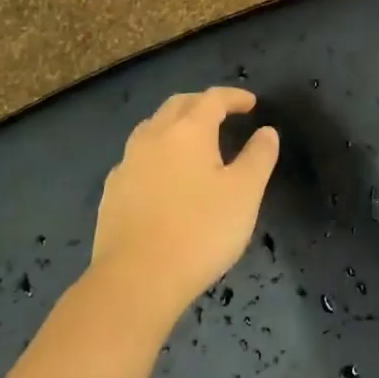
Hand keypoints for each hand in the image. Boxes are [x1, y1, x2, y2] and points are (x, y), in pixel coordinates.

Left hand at [90, 87, 279, 323]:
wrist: (136, 280)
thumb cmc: (200, 231)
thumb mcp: (245, 193)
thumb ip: (259, 157)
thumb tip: (266, 131)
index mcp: (188, 131)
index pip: (213, 99)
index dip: (234, 97)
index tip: (251, 103)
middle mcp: (153, 137)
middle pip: (178, 105)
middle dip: (202, 103)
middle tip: (223, 113)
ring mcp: (127, 164)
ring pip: (152, 128)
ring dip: (175, 125)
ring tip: (193, 141)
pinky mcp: (112, 192)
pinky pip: (137, 158)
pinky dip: (157, 154)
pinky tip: (164, 176)